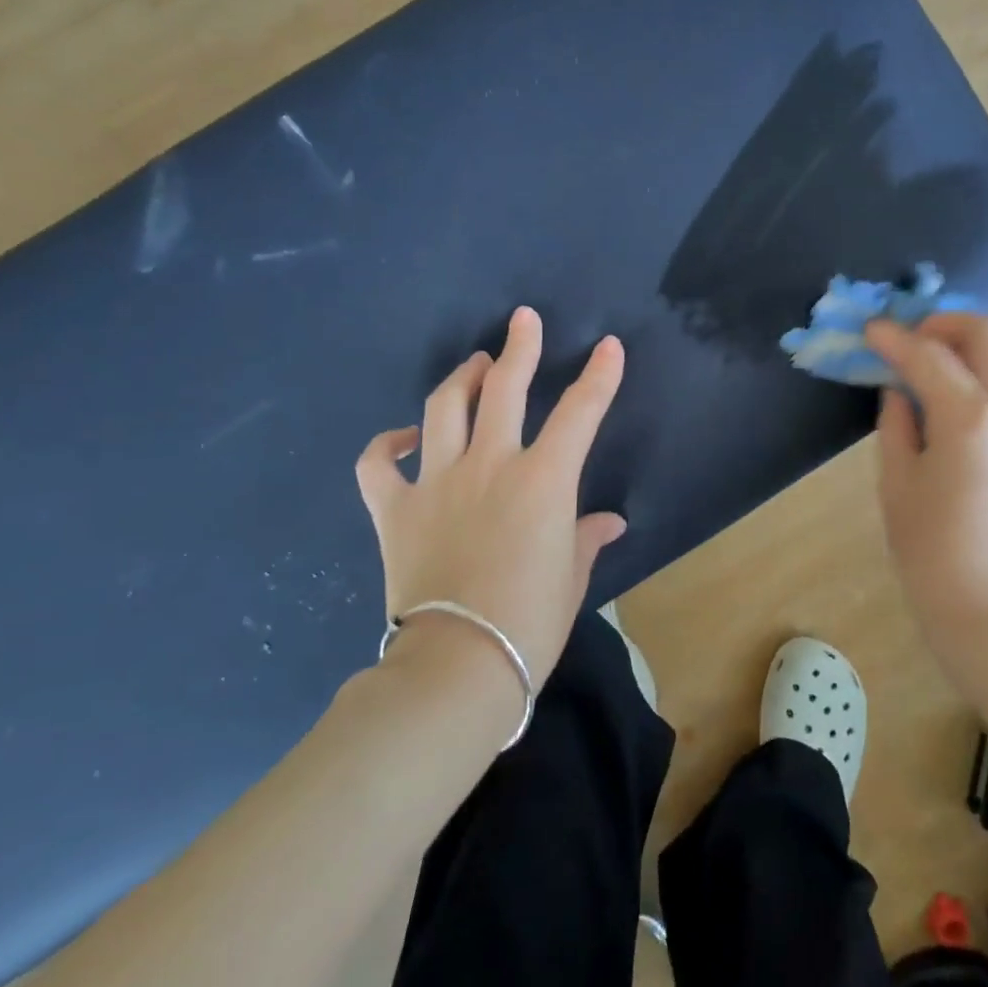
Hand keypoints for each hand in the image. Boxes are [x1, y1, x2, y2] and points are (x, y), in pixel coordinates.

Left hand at [355, 306, 626, 682]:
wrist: (457, 666)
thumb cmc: (530, 623)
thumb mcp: (572, 578)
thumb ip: (587, 538)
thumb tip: (609, 523)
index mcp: (543, 481)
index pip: (580, 412)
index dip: (599, 375)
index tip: (609, 345)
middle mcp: (490, 465)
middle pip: (505, 388)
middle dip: (520, 347)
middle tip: (524, 320)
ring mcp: (436, 481)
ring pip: (445, 407)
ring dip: (463, 378)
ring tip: (475, 364)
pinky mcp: (394, 509)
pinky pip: (378, 463)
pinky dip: (387, 444)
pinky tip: (404, 437)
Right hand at [865, 313, 987, 657]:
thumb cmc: (930, 553)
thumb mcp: (897, 484)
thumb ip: (896, 425)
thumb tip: (898, 392)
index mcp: (970, 420)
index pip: (929, 356)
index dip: (894, 338)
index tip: (869, 328)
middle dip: (945, 322)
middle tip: (909, 336)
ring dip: (976, 341)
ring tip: (939, 356)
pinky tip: (963, 388)